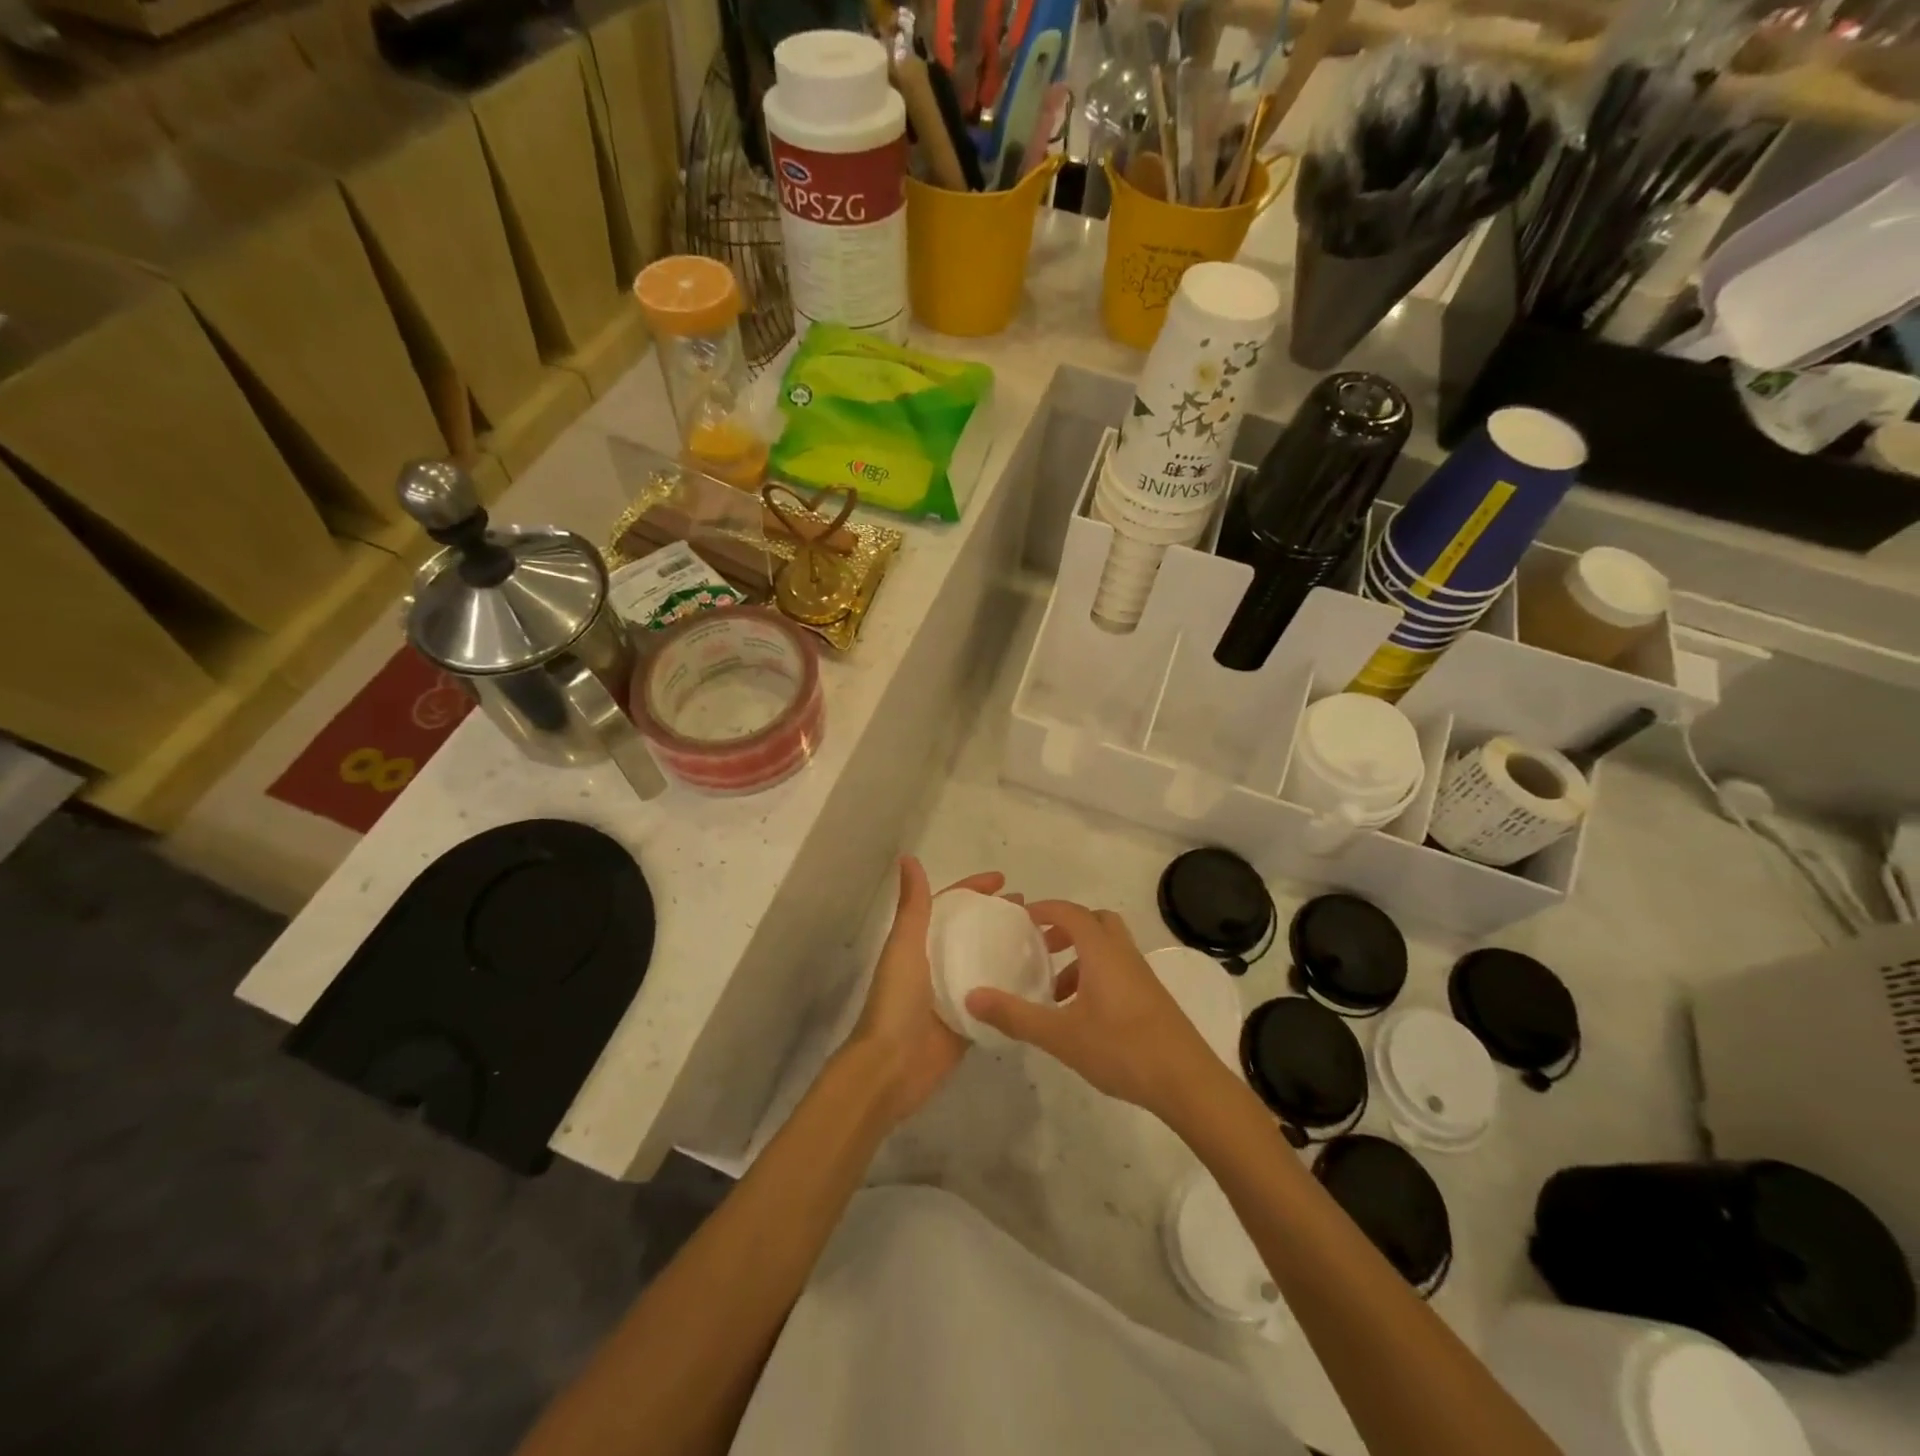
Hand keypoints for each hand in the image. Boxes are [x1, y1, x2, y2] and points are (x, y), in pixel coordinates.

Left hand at [847, 858, 1064, 1126]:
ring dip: (1009, 950)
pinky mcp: (968, 1022)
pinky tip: (1041, 981)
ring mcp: (954, 994)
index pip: (950, 906)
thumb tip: (908, 858)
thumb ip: (913, 906)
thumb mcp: (905, 946)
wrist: (891, 1067)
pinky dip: (1012, 988)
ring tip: (1043, 941)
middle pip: (972, 932)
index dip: (974, 890)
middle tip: (1034, 911)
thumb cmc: (897, 1001)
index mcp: (919, 943)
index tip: (1005, 881)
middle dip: (998, 918)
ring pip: (986, 964)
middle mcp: (937, 964)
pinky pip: (995, 999)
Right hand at [965, 901, 1219, 1120]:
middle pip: (1095, 922)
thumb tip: (972, 997)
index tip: (1021, 918)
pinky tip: (1083, 1015)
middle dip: (1066, 928)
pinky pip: (1118, 969)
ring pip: (1108, 948)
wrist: (1187, 1082)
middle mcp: (1123, 954)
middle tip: (1041, 948)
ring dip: (1080, 957)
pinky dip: (1096, 976)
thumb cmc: (1121, 1049)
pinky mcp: (1152, 997)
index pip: (1071, 913)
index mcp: (1101, 952)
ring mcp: (1142, 975)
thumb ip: (1015, 1015)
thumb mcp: (1060, 1035)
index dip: (1046, 909)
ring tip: (1055, 991)